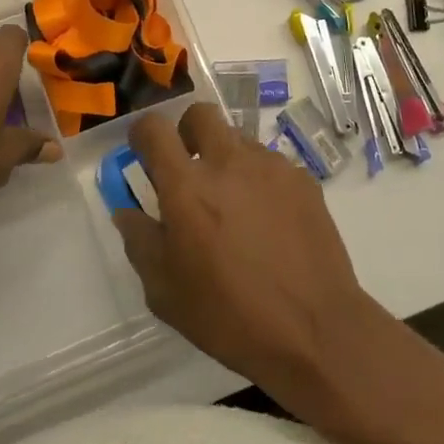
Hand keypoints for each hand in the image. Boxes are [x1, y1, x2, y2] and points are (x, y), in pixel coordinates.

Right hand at [113, 103, 386, 409]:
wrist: (314, 330)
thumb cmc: (230, 316)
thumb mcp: (165, 293)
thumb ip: (140, 241)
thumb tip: (128, 211)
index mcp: (187, 187)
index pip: (154, 128)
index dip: (143, 134)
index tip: (143, 152)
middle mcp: (229, 162)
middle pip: (201, 113)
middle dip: (188, 131)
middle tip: (189, 169)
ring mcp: (271, 166)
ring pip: (239, 139)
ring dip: (226, 159)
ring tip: (234, 207)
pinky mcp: (303, 179)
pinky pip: (271, 165)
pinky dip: (260, 181)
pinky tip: (268, 222)